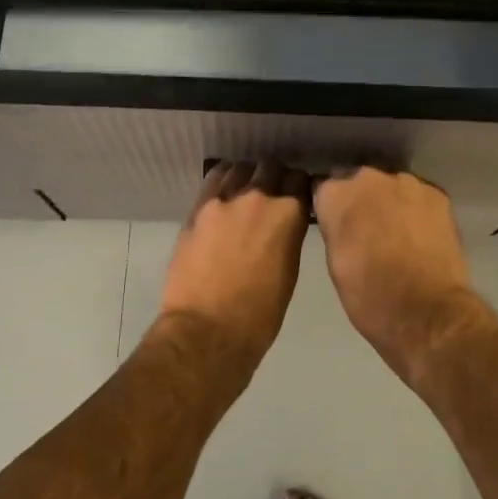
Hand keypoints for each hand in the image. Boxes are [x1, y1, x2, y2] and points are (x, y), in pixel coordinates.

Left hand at [156, 162, 310, 372]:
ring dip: (247, 176)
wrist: (208, 331)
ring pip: (240, 169)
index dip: (299, 187)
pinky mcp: (197, 208)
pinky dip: (222, 181)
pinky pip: (213, 179)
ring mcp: (224, 200)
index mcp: (289, 215)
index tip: (297, 195)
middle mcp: (258, 197)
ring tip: (245, 191)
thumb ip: (289, 236)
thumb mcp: (289, 272)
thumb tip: (284, 224)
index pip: (300, 179)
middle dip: (274, 177)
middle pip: (270, 167)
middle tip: (272, 193)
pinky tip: (223, 192)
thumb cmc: (259, 315)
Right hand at [313, 167, 496, 382]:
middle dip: (361, 199)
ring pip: (391, 186)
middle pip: (359, 181)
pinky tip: (420, 235)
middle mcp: (369, 178)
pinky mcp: (438, 195)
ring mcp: (407, 183)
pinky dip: (416, 210)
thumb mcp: (335, 262)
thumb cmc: (369, 296)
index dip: (330, 207)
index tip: (336, 224)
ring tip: (398, 234)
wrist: (427, 313)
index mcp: (336, 195)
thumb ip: (335, 228)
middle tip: (367, 231)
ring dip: (390, 202)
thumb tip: (341, 220)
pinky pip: (418, 196)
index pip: (323, 187)